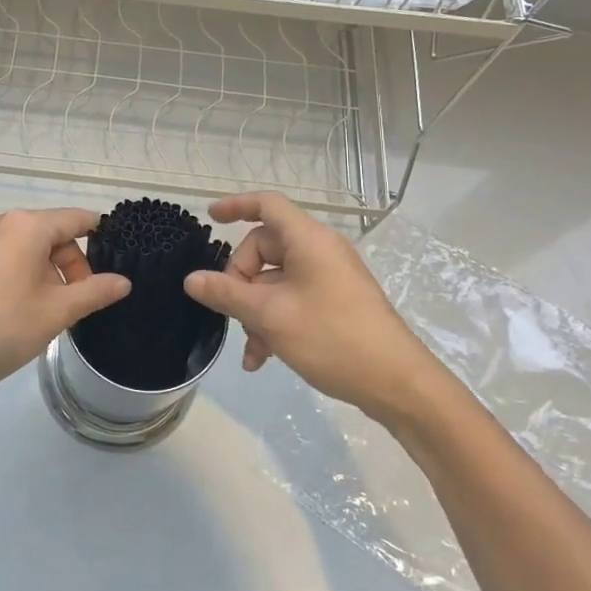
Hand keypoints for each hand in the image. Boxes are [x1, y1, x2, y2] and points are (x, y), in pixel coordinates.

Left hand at [0, 208, 130, 411]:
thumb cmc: (0, 328)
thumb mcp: (55, 312)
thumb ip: (94, 292)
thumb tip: (123, 281)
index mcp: (26, 226)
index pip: (76, 219)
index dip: (101, 236)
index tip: (117, 261)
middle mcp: (0, 223)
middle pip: (51, 234)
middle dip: (72, 265)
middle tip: (78, 304)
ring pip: (27, 248)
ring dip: (47, 273)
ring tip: (49, 313)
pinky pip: (5, 258)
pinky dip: (22, 275)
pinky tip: (20, 311)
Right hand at [182, 193, 448, 422]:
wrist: (398, 384)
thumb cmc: (332, 337)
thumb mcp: (270, 316)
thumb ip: (226, 294)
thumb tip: (191, 280)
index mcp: (308, 241)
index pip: (267, 205)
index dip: (236, 205)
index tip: (209, 217)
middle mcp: (320, 252)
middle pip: (264, 249)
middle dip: (240, 281)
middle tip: (232, 313)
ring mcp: (329, 279)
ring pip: (274, 281)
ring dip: (254, 311)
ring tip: (251, 349)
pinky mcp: (335, 304)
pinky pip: (292, 301)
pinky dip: (273, 323)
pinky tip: (262, 359)